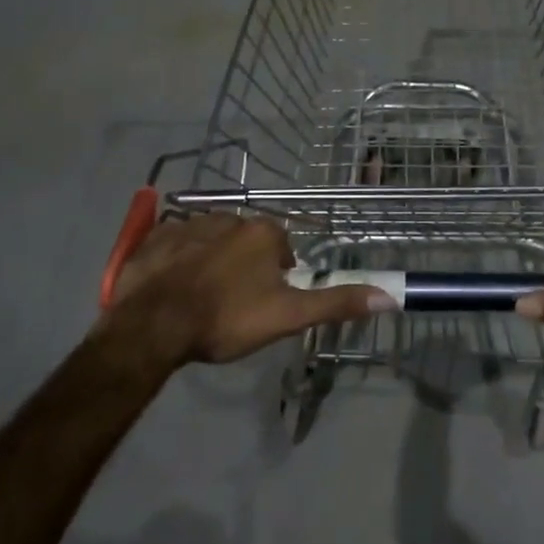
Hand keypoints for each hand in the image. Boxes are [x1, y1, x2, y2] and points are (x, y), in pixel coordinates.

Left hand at [107, 214, 395, 367]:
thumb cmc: (226, 318)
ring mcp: (187, 224)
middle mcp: (227, 217)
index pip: (281, 247)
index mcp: (261, 232)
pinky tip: (172, 287)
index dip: (278, 276)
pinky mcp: (154, 237)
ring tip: (202, 298)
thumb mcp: (288, 316)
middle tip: (234, 304)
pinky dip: (178, 260)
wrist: (153, 326)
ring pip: (210, 240)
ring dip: (212, 261)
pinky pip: (174, 243)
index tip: (266, 302)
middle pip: (245, 241)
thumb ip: (336, 302)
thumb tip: (390, 295)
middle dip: (245, 266)